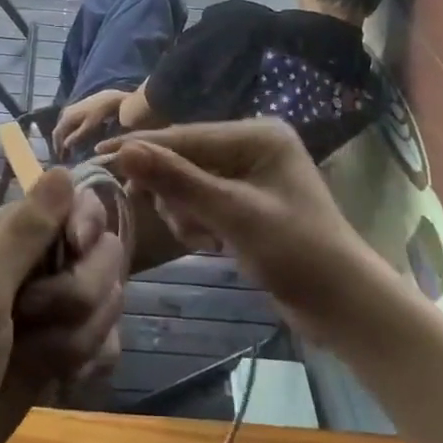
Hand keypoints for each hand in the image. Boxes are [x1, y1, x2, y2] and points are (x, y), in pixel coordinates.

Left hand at [0, 170, 123, 442]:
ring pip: (106, 302)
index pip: (78, 205)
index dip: (87, 229)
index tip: (76, 254)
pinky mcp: (58, 351)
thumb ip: (25, 232)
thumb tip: (63, 169)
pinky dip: (90, 361)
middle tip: (32, 320)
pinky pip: (104, 341)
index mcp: (8, 236)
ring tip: (37, 360)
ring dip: (79, 337)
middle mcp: (33, 265)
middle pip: (102, 256)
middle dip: (80, 295)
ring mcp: (49, 311)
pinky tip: (64, 383)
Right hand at [52, 88, 127, 156]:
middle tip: (65, 157)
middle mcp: (65, 112)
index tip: (61, 159)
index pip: (57, 134)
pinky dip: (70, 133)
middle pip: (59, 131)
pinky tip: (75, 139)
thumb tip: (65, 145)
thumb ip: (76, 136)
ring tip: (70, 151)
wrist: (108, 98)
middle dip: (61, 144)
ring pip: (64, 127)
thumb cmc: (100, 114)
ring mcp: (71, 110)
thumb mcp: (89, 127)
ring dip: (66, 139)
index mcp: (66, 117)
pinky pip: (69, 124)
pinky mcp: (76, 109)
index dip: (57, 147)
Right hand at [104, 119, 371, 338]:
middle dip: (174, 192)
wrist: (343, 306)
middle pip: (187, 157)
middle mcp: (253, 145)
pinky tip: (211, 244)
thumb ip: (178, 180)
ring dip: (186, 211)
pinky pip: (203, 200)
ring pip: (190, 182)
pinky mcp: (247, 200)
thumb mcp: (233, 214)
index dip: (144, 148)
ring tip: (204, 239)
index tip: (100, 155)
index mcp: (258, 135)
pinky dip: (198, 221)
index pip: (188, 136)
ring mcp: (251, 173)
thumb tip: (124, 150)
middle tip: (173, 220)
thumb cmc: (295, 253)